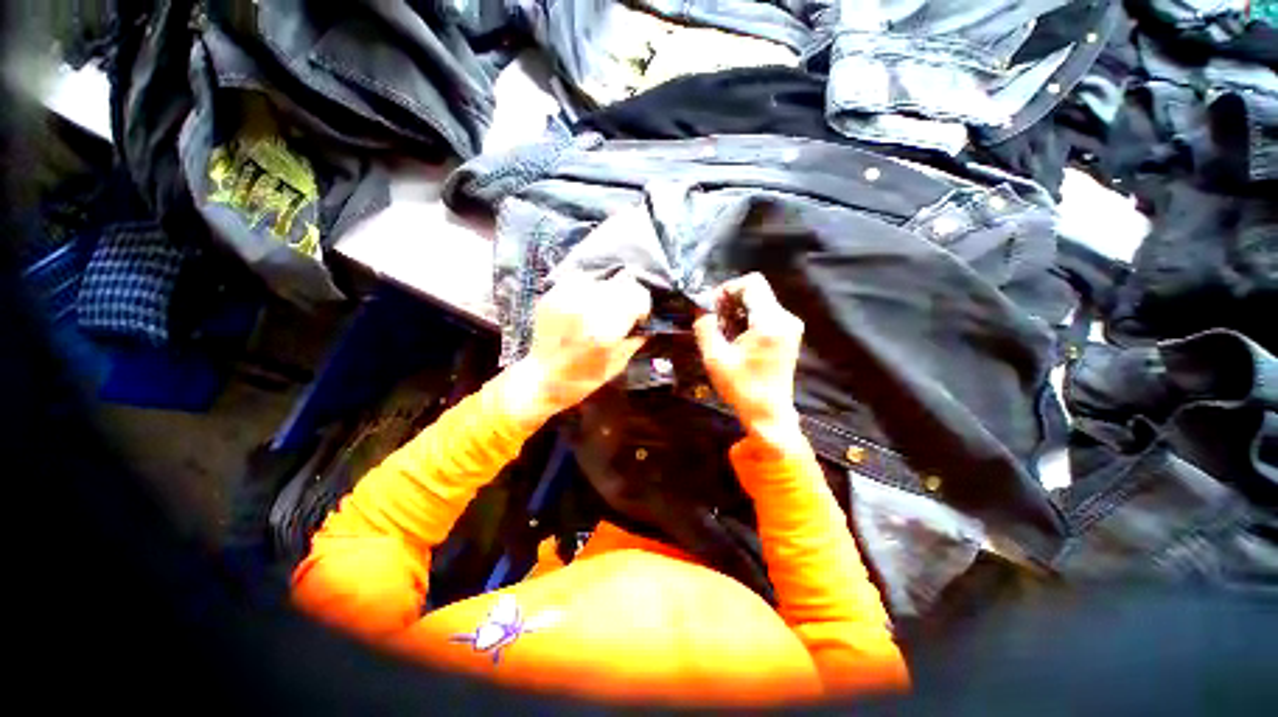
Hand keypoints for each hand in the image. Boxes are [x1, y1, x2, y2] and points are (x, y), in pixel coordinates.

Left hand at [504, 271, 650, 426]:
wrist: (542, 380)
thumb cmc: (582, 380)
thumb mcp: (616, 365)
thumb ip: (633, 341)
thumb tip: (645, 325)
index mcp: (605, 330)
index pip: (637, 295)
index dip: (642, 305)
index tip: (639, 317)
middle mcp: (586, 310)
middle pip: (621, 282)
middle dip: (626, 297)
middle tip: (621, 312)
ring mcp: (566, 300)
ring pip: (600, 278)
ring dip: (605, 291)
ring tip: (600, 308)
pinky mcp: (551, 297)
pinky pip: (577, 280)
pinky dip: (585, 289)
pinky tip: (583, 305)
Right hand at [694, 273, 804, 449]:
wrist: (769, 413)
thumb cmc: (741, 388)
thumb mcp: (715, 358)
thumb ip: (705, 327)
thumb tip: (701, 307)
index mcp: (770, 322)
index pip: (752, 282)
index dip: (728, 288)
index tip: (712, 307)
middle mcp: (786, 318)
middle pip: (756, 291)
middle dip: (731, 301)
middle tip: (713, 321)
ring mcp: (791, 326)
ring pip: (760, 302)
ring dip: (738, 311)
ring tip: (722, 331)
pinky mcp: (789, 335)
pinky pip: (765, 314)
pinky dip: (748, 319)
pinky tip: (736, 338)